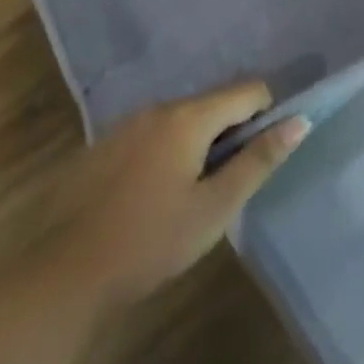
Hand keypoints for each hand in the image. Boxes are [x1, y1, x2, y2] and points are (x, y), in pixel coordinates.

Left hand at [46, 81, 307, 311]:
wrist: (63, 273)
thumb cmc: (150, 242)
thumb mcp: (214, 209)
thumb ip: (258, 162)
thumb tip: (300, 122)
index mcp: (190, 116)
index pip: (248, 90)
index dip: (266, 116)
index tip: (261, 157)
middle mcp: (159, 106)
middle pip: (214, 103)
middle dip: (230, 134)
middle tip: (224, 186)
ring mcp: (128, 122)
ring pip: (181, 119)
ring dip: (197, 144)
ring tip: (188, 196)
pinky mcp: (104, 144)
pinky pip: (152, 133)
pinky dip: (166, 152)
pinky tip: (152, 197)